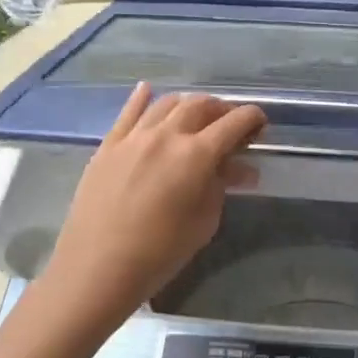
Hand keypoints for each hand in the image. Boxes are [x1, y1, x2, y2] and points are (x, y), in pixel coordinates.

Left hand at [44, 84, 265, 317]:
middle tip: (230, 124)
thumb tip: (238, 168)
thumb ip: (220, 187)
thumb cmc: (160, 253)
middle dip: (221, 109)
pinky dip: (143, 98)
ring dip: (188, 104)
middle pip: (200, 105)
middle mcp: (166, 135)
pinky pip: (128, 112)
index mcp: (196, 155)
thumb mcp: (204, 223)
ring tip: (196, 116)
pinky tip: (148, 90)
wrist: (97, 267)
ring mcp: (133, 137)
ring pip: (166, 103)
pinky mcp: (108, 145)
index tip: (260, 123)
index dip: (252, 118)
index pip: (233, 123)